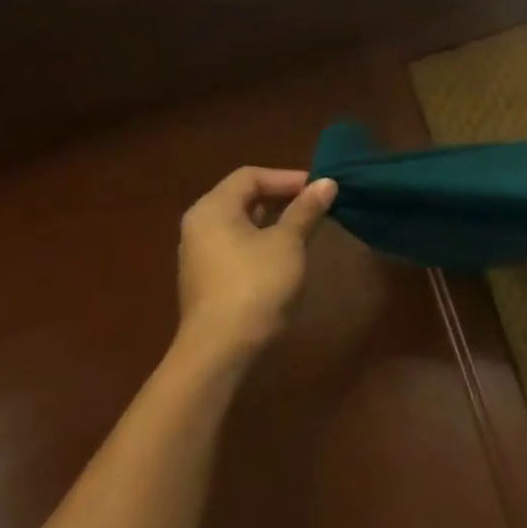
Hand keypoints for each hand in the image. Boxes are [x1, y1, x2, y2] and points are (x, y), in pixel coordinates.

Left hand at [174, 167, 336, 364]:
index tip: (319, 189)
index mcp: (212, 208)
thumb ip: (306, 210)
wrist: (220, 352)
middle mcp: (200, 226)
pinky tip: (287, 258)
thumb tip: (327, 183)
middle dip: (283, 199)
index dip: (287, 177)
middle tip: (317, 206)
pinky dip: (263, 243)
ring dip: (275, 222)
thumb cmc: (255, 285)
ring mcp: (200, 255)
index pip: (251, 176)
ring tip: (308, 230)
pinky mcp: (208, 281)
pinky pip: (238, 247)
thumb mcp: (288, 243)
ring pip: (242, 224)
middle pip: (244, 198)